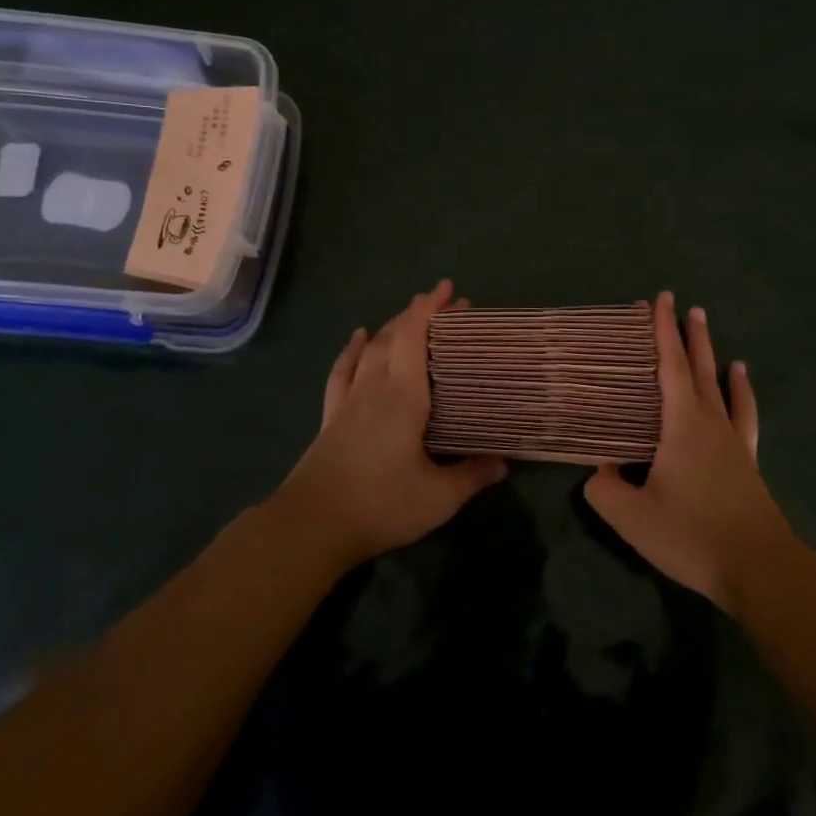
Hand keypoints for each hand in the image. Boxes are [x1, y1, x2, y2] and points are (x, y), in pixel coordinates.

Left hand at [272, 280, 506, 569]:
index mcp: (403, 397)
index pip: (415, 338)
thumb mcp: (438, 497)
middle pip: (396, 337)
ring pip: (372, 350)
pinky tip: (359, 338)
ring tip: (412, 316)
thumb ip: (472, 476)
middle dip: (421, 315)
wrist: (311, 526)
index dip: (430, 309)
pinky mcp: (332, 417)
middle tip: (448, 307)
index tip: (449, 289)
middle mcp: (375, 388)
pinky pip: (342, 372)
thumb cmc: (381, 504)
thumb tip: (504, 462)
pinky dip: (352, 351)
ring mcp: (349, 401)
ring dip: (393, 327)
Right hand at [583, 292, 791, 613]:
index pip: (669, 366)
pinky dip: (742, 394)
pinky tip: (741, 383)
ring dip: (713, 358)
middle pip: (698, 369)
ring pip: (722, 387)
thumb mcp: (632, 517)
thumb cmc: (691, 535)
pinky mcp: (748, 462)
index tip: (661, 299)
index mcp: (681, 425)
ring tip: (712, 336)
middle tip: (687, 306)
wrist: (758, 567)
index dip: (663, 331)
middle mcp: (710, 423)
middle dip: (690, 336)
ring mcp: (734, 441)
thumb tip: (600, 470)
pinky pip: (744, 416)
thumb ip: (605, 489)